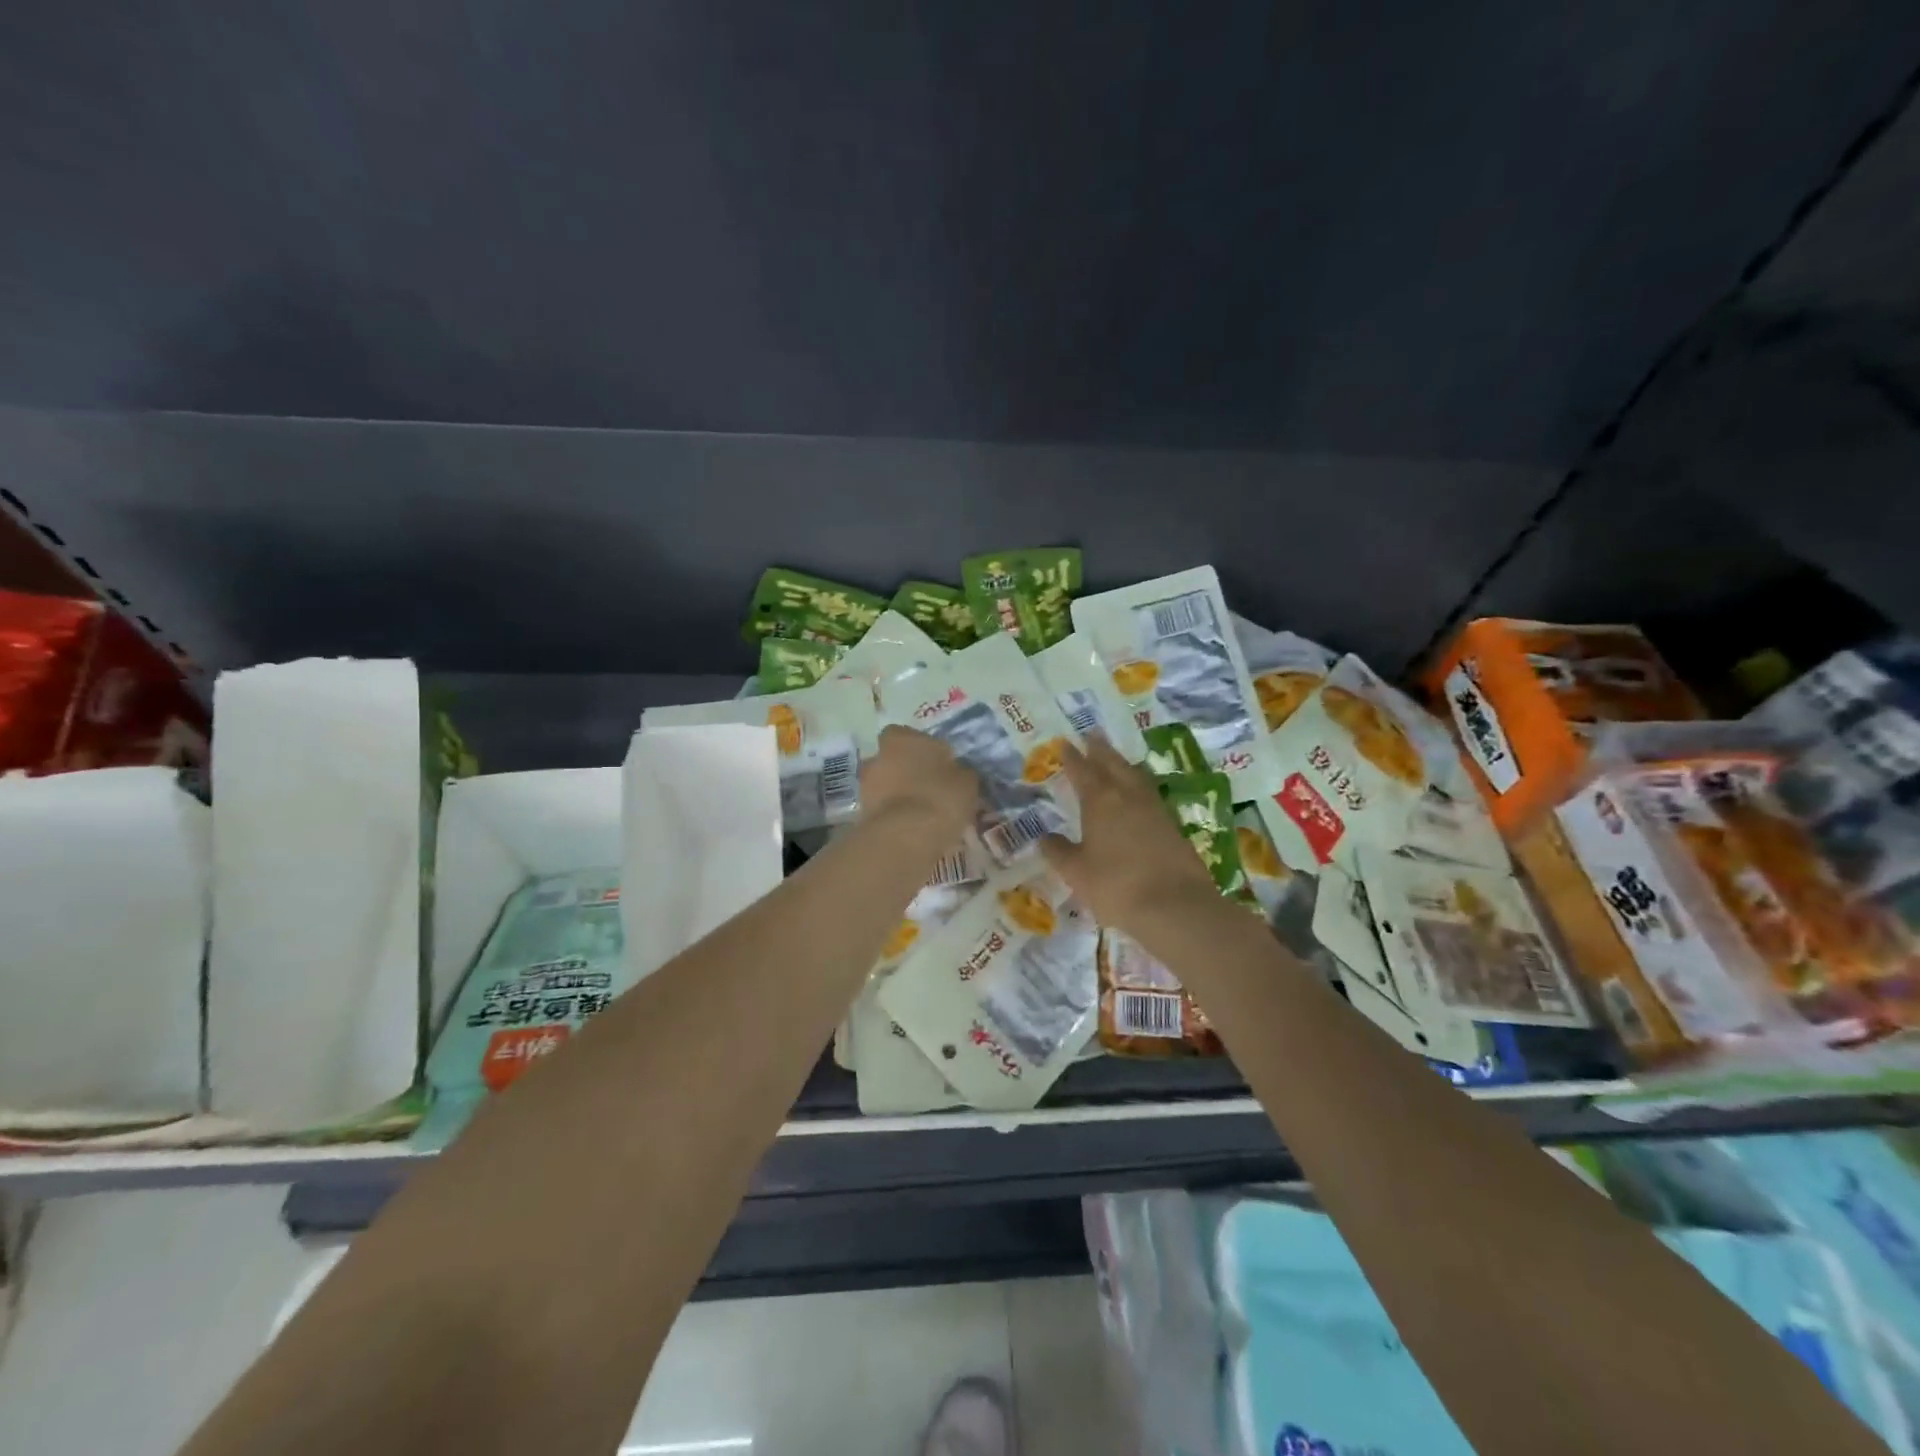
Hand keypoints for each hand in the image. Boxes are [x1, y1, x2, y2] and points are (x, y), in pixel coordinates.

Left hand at [860, 725, 979, 842]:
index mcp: (902, 739)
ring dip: (899, 794)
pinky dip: (894, 815)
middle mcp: (878, 756)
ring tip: (922, 812)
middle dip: (907, 771)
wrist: (905, 837)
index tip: (937, 763)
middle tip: (929, 787)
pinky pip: (883, 809)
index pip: (907, 734)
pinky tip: (912, 828)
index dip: (921, 748)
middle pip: (893, 759)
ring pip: (885, 784)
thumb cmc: (940, 797)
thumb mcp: (966, 781)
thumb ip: (959, 771)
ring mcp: (866, 786)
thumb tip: (957, 772)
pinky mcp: (863, 815)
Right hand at [1041, 736, 1220, 934]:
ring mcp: (1154, 809)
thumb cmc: (1116, 886)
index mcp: (1100, 802)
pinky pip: (1150, 793)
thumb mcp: (1077, 872)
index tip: (1064, 743)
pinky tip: (1138, 793)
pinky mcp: (1172, 825)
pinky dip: (1139, 785)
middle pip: (1113, 764)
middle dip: (1100, 749)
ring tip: (1116, 758)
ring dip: (1122, 763)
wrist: (1175, 906)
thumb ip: (1059, 852)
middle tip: (1092, 734)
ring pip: (1135, 775)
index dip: (1072, 757)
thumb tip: (1044, 838)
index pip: (1082, 771)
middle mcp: (1128, 796)